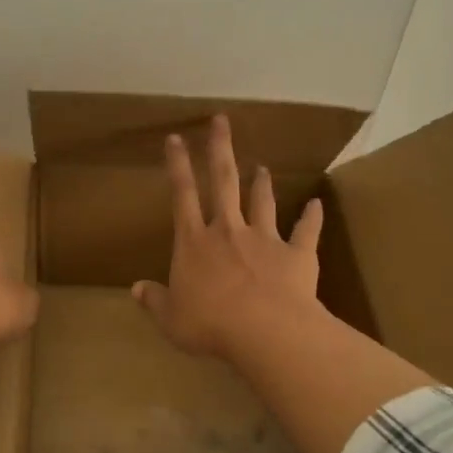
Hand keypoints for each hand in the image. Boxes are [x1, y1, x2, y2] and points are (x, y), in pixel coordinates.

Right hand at [132, 114, 324, 358]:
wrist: (266, 331)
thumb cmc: (211, 325)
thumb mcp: (172, 319)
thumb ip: (155, 301)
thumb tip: (135, 289)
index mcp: (195, 243)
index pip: (182, 195)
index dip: (178, 165)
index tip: (176, 138)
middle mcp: (228, 231)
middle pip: (223, 181)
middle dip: (220, 149)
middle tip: (221, 121)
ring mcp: (264, 238)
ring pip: (262, 202)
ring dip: (261, 184)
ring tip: (262, 166)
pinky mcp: (296, 254)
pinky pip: (306, 231)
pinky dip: (312, 217)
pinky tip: (317, 205)